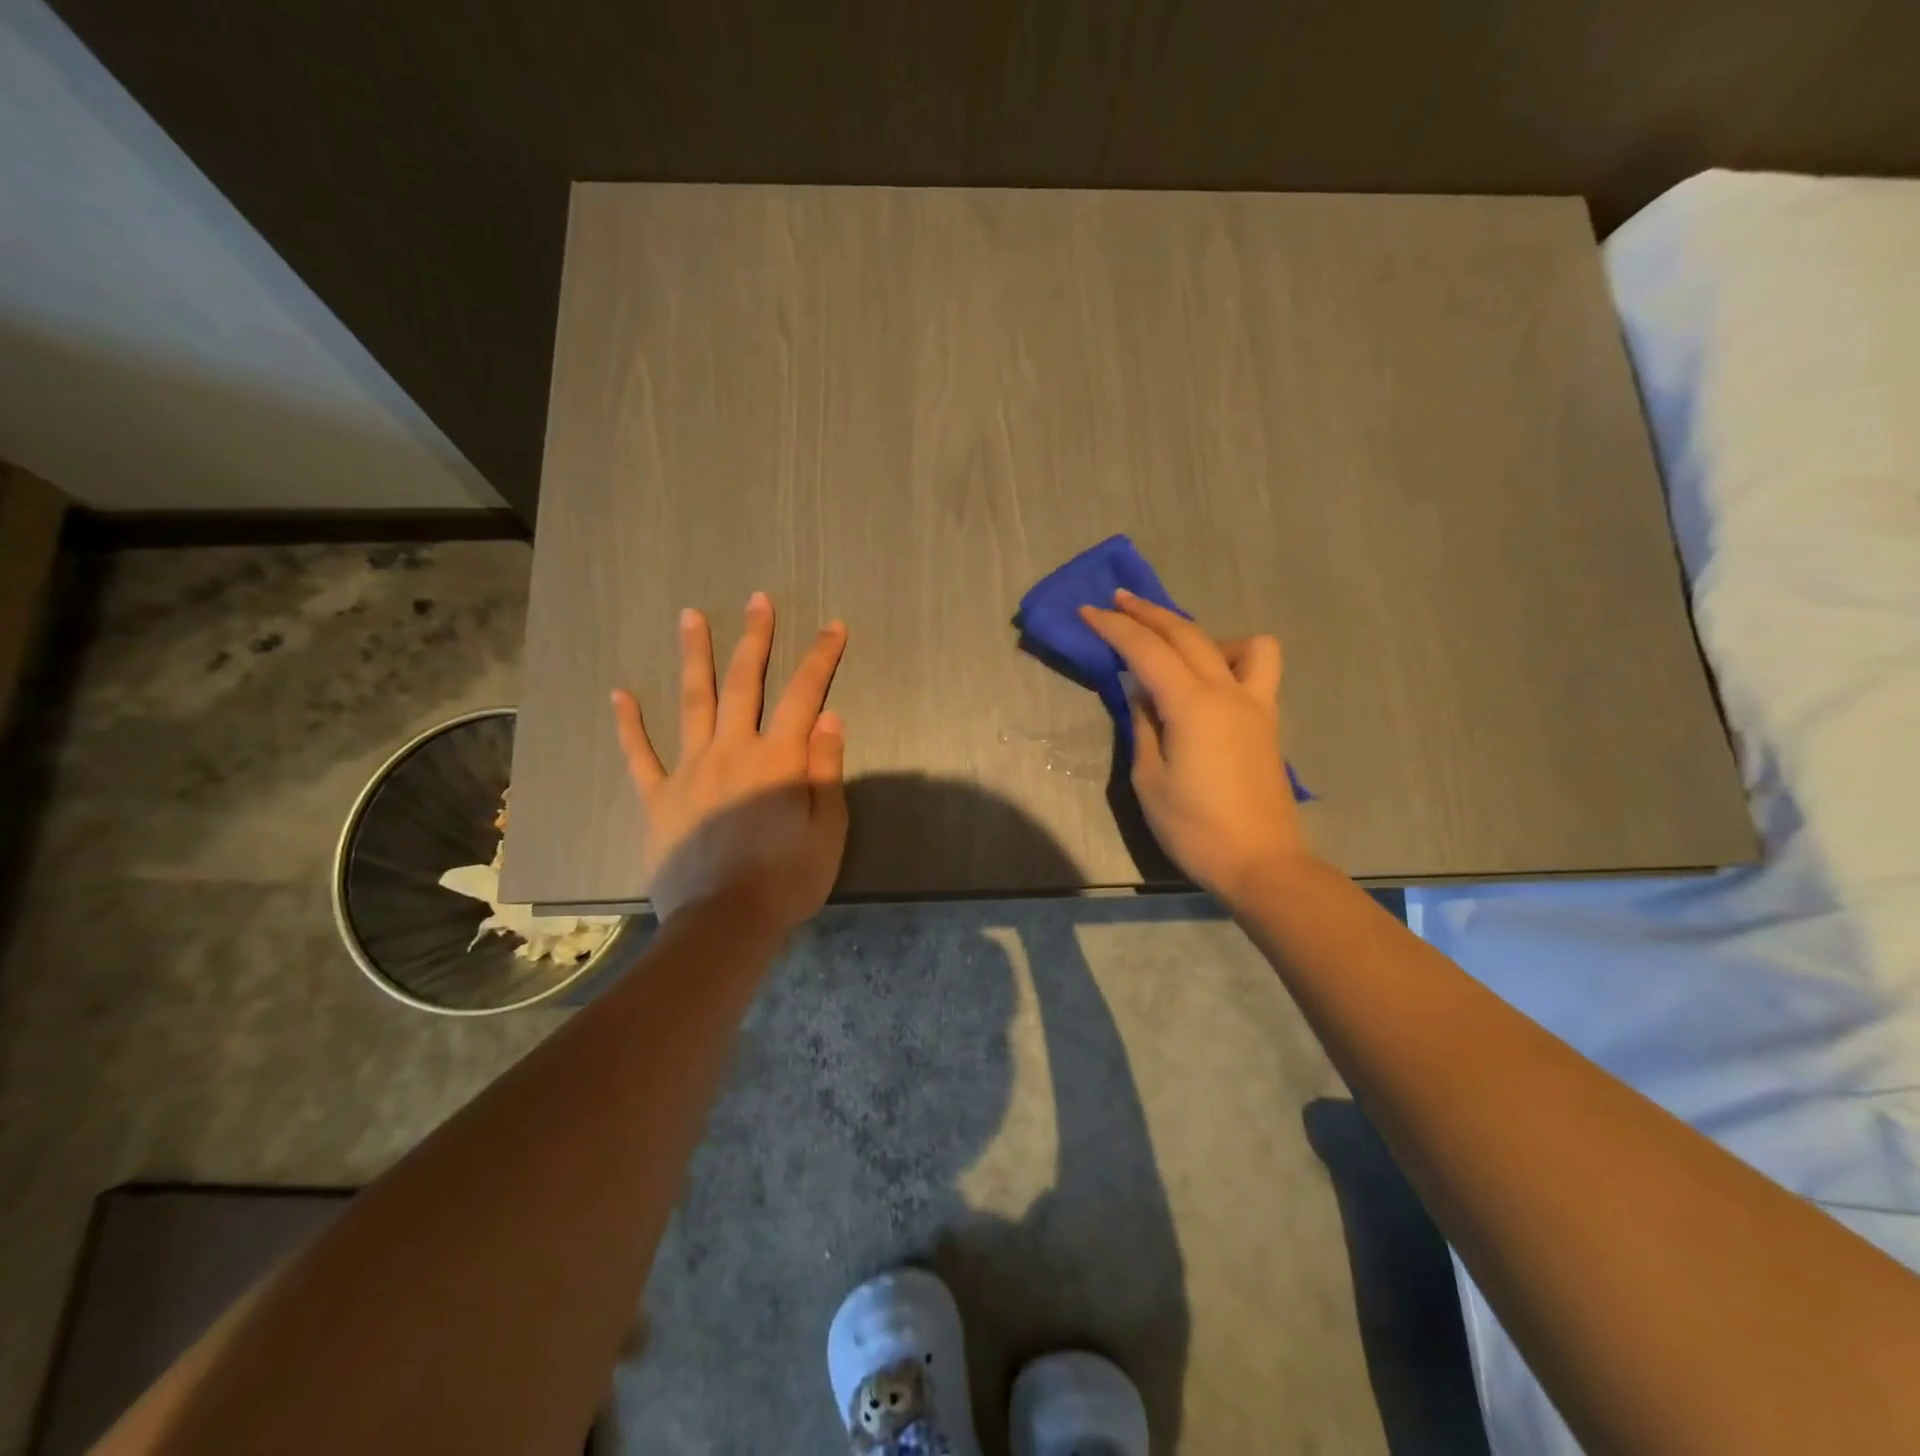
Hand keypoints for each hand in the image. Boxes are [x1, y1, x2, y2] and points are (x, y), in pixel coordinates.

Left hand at [611, 593, 847, 930]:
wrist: (724, 924)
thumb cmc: (786, 879)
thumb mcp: (827, 829)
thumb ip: (826, 770)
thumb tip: (829, 717)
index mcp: (777, 759)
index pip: (804, 695)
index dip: (821, 658)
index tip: (833, 626)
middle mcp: (732, 751)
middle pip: (744, 683)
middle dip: (754, 638)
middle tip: (757, 600)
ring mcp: (689, 771)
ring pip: (692, 703)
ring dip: (694, 657)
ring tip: (690, 617)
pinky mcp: (659, 797)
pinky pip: (640, 755)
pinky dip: (629, 724)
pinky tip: (620, 694)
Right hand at [1081, 589, 1310, 902]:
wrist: (1261, 862)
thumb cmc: (1195, 828)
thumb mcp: (1149, 780)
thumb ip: (1144, 728)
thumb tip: (1143, 696)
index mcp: (1192, 705)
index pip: (1146, 650)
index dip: (1114, 627)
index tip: (1088, 611)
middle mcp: (1228, 692)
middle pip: (1187, 634)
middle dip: (1148, 613)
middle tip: (1118, 602)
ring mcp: (1255, 703)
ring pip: (1237, 642)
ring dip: (1201, 634)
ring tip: (1176, 654)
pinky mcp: (1268, 720)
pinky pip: (1257, 669)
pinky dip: (1232, 658)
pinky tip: (1210, 683)